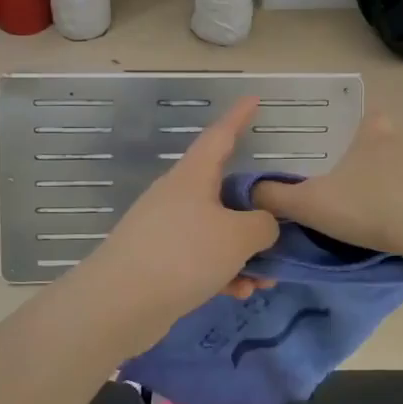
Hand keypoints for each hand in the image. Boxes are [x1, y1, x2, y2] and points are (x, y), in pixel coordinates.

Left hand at [83, 97, 278, 323]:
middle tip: (282, 227)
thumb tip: (263, 225)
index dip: (239, 117)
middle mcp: (178, 196)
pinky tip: (238, 293)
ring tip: (266, 280)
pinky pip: (201, 258)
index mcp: (193, 176)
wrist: (120, 304)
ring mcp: (166, 229)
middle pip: (224, 192)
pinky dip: (223, 271)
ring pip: (217, 231)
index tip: (253, 99)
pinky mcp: (160, 262)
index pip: (220, 136)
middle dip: (255, 213)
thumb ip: (262, 225)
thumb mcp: (238, 237)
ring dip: (244, 252)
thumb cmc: (183, 254)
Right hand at [250, 112, 402, 258]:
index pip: (368, 118)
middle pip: (391, 143)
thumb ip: (276, 198)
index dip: (359, 131)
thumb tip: (249, 191)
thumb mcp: (311, 205)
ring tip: (391, 217)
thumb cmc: (370, 206)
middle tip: (363, 194)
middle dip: (379, 163)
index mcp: (372, 136)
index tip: (349, 153)